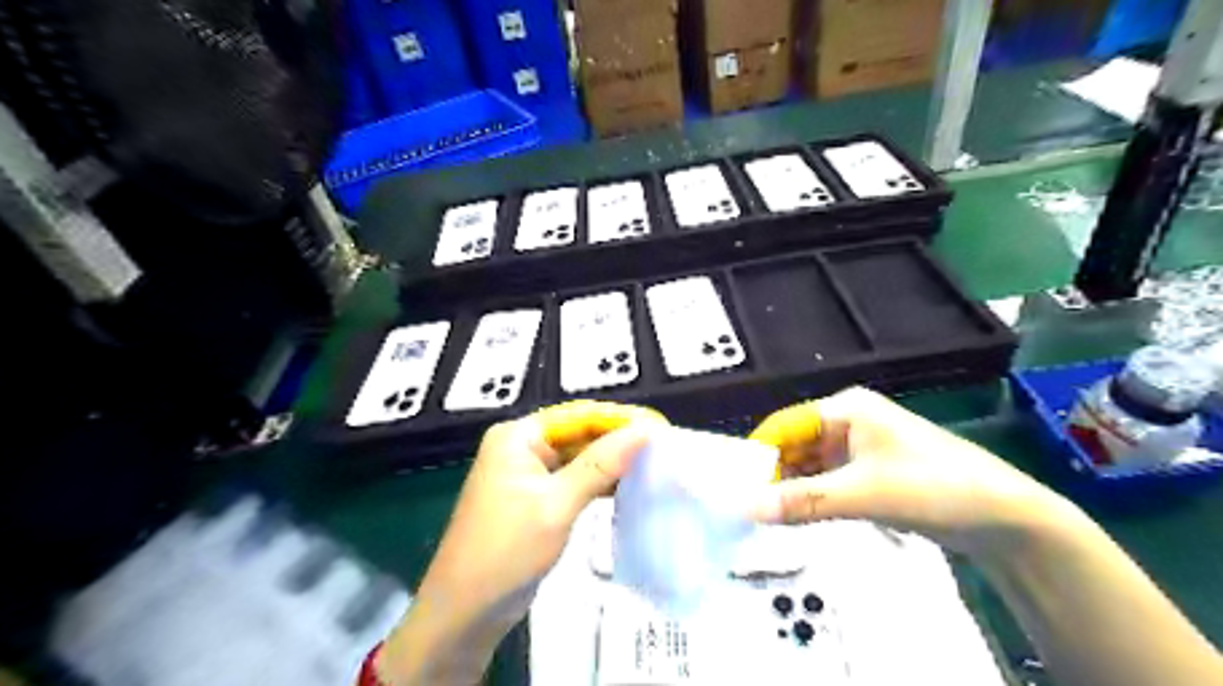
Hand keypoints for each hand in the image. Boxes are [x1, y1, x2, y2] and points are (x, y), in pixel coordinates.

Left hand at [381, 398, 667, 682]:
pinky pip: (572, 480)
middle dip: (618, 441)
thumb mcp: (557, 504)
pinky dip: (597, 483)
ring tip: (654, 464)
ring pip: (578, 458)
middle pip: (579, 434)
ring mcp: (527, 473)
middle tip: (664, 447)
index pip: (579, 415)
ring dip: (611, 462)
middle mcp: (522, 446)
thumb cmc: (506, 551)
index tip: (661, 426)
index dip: (620, 419)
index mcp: (519, 436)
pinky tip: (628, 486)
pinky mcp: (534, 498)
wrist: (465, 612)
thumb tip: (646, 431)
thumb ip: (601, 465)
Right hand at [746, 389, 1076, 559]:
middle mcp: (847, 421)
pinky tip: (795, 516)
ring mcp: (858, 448)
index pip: (785, 424)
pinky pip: (826, 480)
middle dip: (772, 473)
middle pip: (794, 444)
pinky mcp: (868, 472)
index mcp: (845, 409)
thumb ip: (804, 501)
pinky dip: (810, 496)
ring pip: (808, 465)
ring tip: (764, 515)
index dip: (759, 452)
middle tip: (745, 506)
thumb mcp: (865, 493)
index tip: (733, 483)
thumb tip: (748, 508)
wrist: (1005, 517)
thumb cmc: (935, 487)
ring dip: (790, 488)